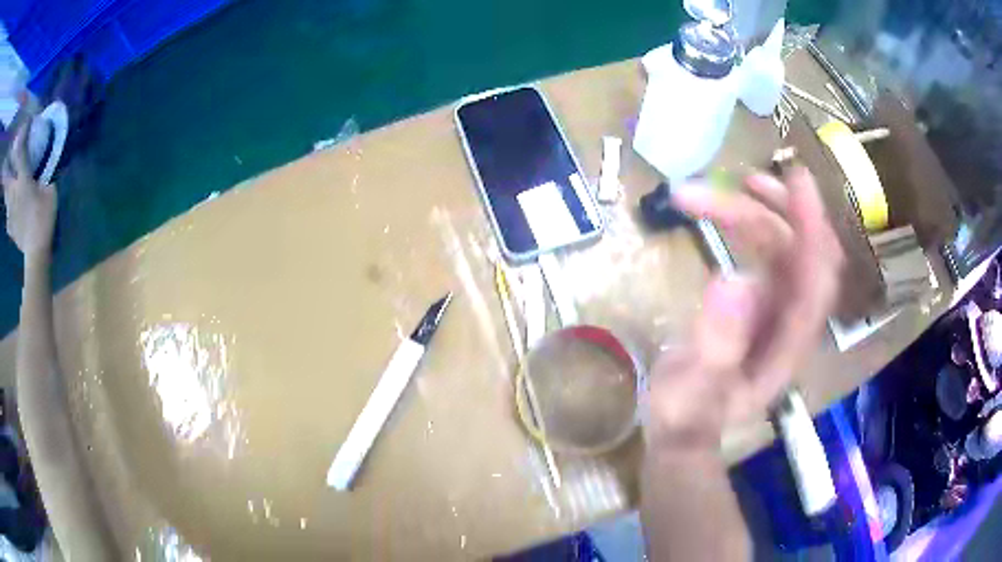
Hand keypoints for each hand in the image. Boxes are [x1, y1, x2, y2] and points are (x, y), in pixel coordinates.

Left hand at [2, 124, 56, 258]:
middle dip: (6, 174)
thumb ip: (43, 176)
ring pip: (6, 194)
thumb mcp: (50, 190)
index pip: (21, 151)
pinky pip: (7, 211)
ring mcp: (10, 212)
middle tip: (8, 165)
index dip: (23, 134)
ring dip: (6, 187)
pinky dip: (8, 206)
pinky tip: (11, 207)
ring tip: (6, 181)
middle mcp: (13, 193)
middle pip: (7, 179)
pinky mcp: (9, 226)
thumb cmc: (44, 217)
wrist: (36, 253)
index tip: (25, 123)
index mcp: (22, 180)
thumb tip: (42, 167)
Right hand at [644, 167, 843, 450]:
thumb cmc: (688, 416)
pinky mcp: (764, 299)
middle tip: (741, 179)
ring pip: (787, 244)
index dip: (813, 226)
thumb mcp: (692, 391)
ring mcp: (781, 306)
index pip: (818, 277)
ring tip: (725, 189)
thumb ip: (715, 346)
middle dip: (778, 210)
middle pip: (805, 250)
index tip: (796, 180)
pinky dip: (753, 222)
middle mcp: (794, 318)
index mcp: (788, 344)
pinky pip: (771, 250)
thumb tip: (735, 278)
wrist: (684, 429)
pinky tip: (728, 210)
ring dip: (760, 210)